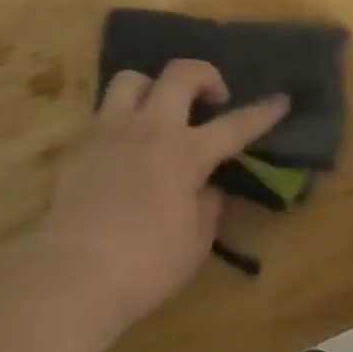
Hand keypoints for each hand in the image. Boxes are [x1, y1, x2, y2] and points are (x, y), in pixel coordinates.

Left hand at [35, 59, 288, 339]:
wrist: (71, 278)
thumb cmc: (144, 267)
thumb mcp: (194, 244)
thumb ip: (208, 207)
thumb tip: (207, 189)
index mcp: (185, 154)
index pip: (235, 125)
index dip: (263, 112)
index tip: (281, 99)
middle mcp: (149, 130)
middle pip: (181, 73)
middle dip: (205, 75)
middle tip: (212, 101)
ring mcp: (110, 133)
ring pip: (132, 79)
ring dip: (153, 88)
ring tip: (160, 114)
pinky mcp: (80, 147)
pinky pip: (105, 114)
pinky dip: (123, 120)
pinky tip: (126, 149)